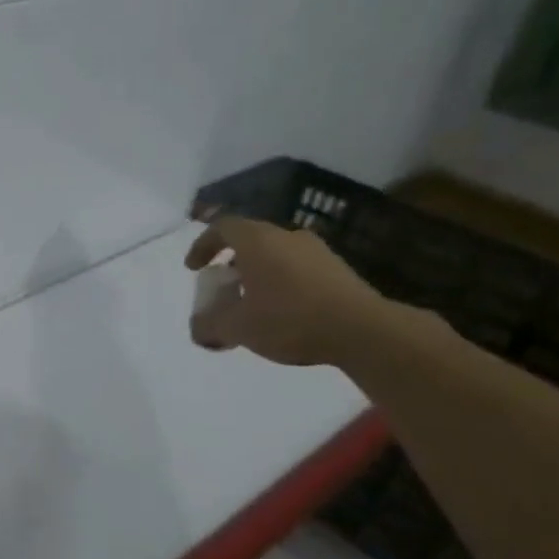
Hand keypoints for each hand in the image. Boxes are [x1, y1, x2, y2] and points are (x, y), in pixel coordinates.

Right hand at [185, 216, 394, 366]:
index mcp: (258, 241)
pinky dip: (283, 283)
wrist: (364, 331)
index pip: (222, 227)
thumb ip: (209, 326)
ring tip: (254, 303)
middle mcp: (287, 237)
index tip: (194, 268)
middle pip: (250, 240)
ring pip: (277, 255)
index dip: (203, 245)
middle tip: (224, 286)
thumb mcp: (237, 328)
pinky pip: (299, 269)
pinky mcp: (340, 270)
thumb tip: (198, 330)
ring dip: (259, 274)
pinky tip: (285, 312)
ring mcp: (318, 252)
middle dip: (231, 262)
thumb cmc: (290, 319)